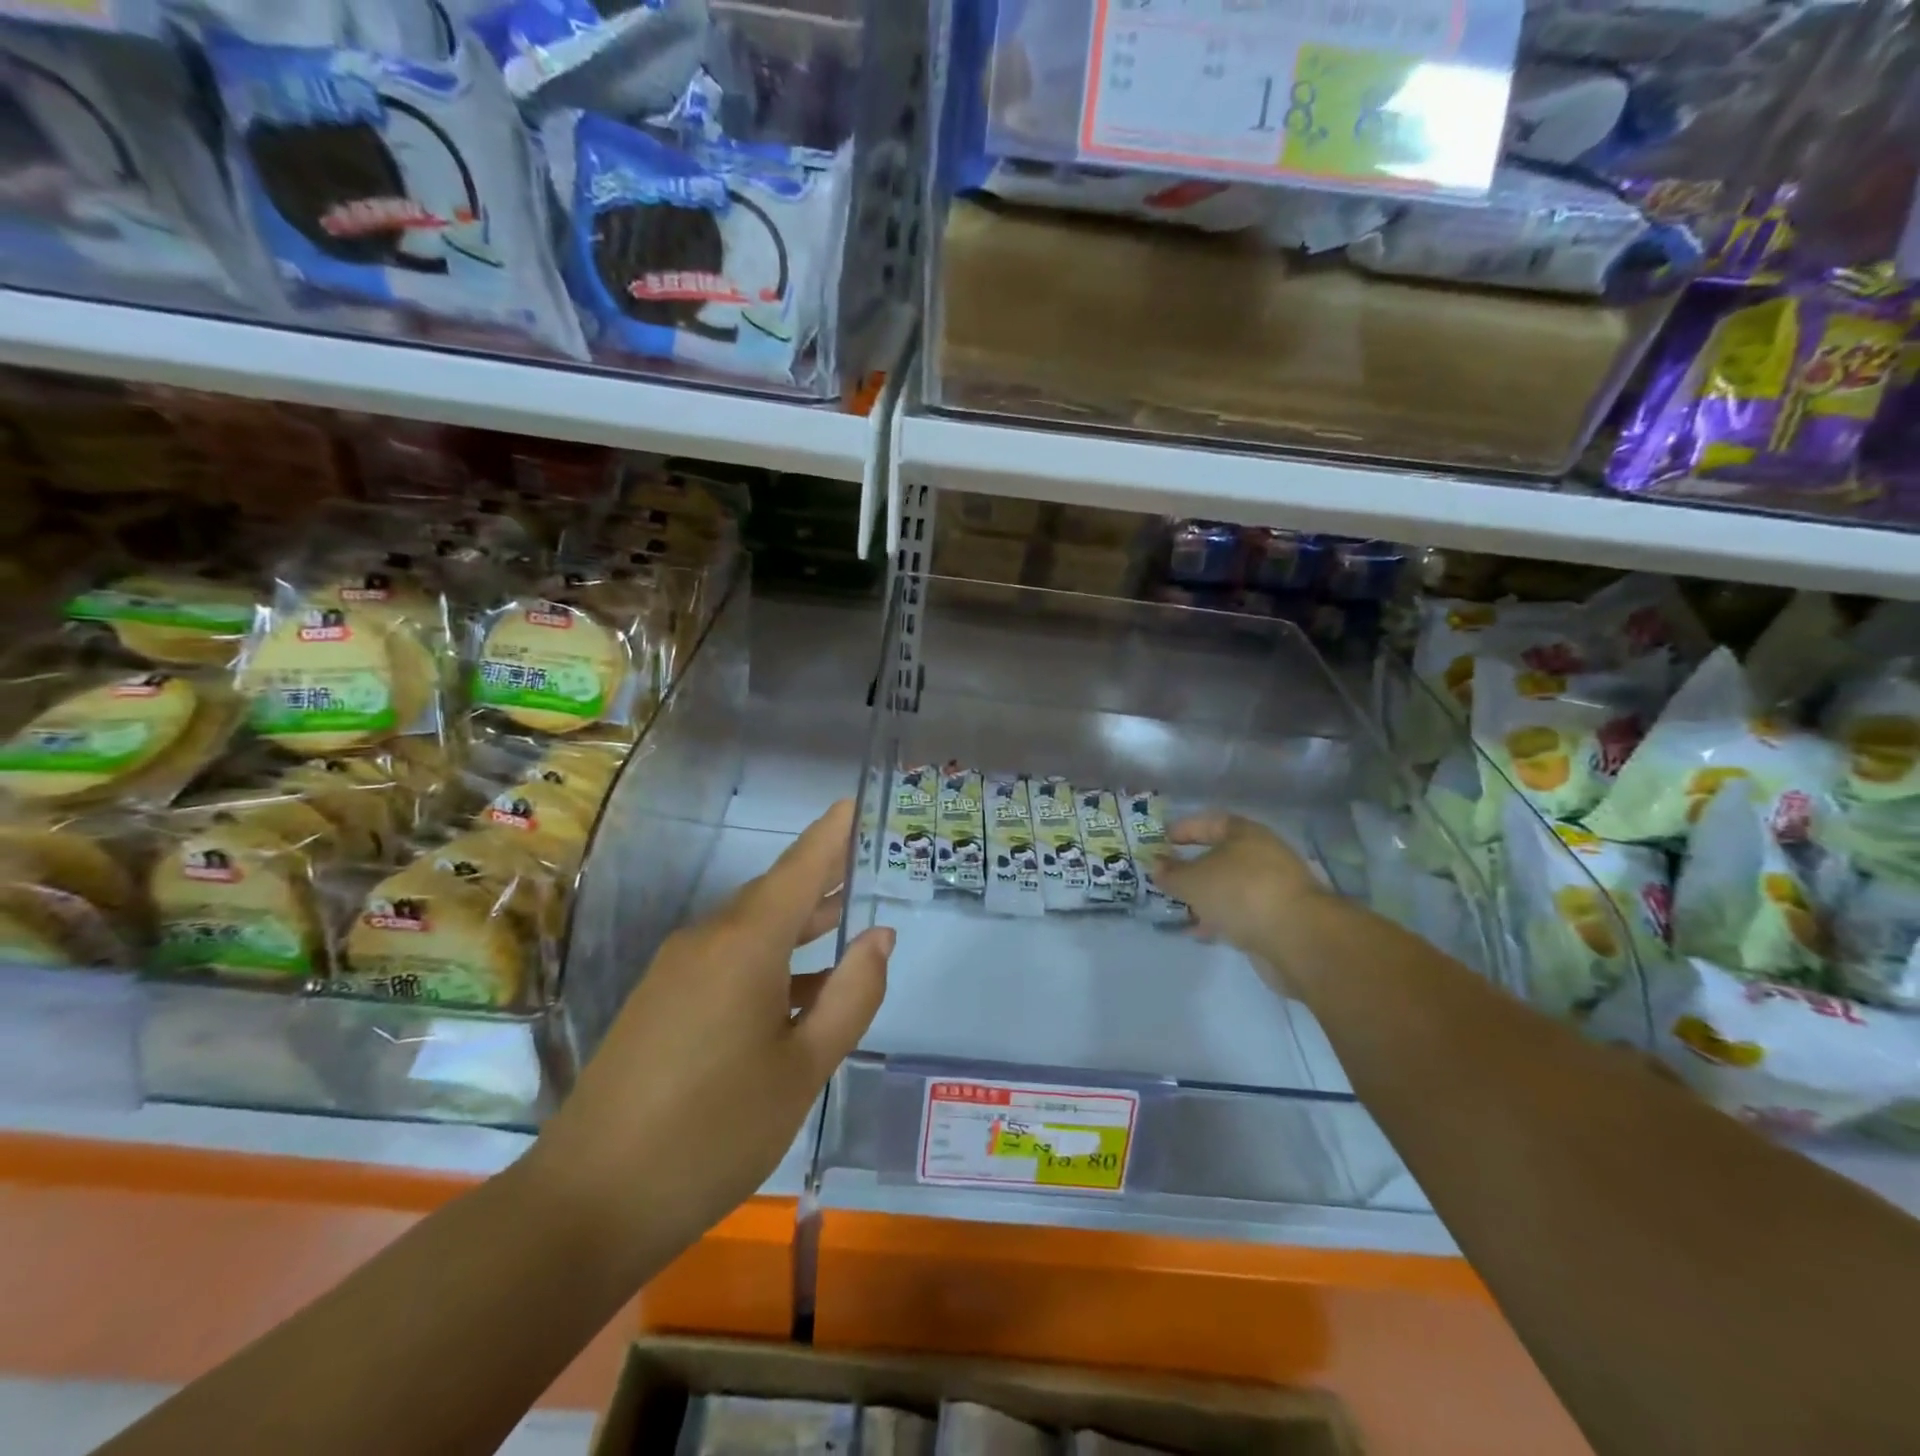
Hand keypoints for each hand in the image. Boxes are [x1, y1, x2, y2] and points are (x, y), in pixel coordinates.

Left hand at [528, 800, 891, 1263]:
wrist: (587, 1203)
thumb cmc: (713, 1133)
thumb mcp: (803, 1068)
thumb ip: (850, 997)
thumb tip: (879, 938)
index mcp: (744, 944)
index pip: (799, 869)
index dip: (830, 835)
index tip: (853, 803)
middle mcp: (707, 940)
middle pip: (774, 894)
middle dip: (820, 880)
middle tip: (863, 867)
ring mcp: (677, 970)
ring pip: (750, 928)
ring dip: (797, 923)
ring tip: (842, 918)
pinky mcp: (660, 1001)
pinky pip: (726, 959)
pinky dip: (769, 959)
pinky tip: (796, 988)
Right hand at [1155, 811, 1325, 990]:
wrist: (1298, 938)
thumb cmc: (1241, 893)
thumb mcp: (1194, 880)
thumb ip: (1171, 873)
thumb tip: (1156, 865)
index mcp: (1246, 834)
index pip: (1211, 822)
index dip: (1185, 829)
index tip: (1161, 841)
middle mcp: (1263, 856)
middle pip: (1222, 857)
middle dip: (1194, 868)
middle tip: (1168, 878)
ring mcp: (1274, 888)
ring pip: (1231, 887)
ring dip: (1206, 897)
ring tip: (1179, 909)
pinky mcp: (1279, 919)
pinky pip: (1241, 912)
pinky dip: (1220, 918)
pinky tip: (1201, 931)